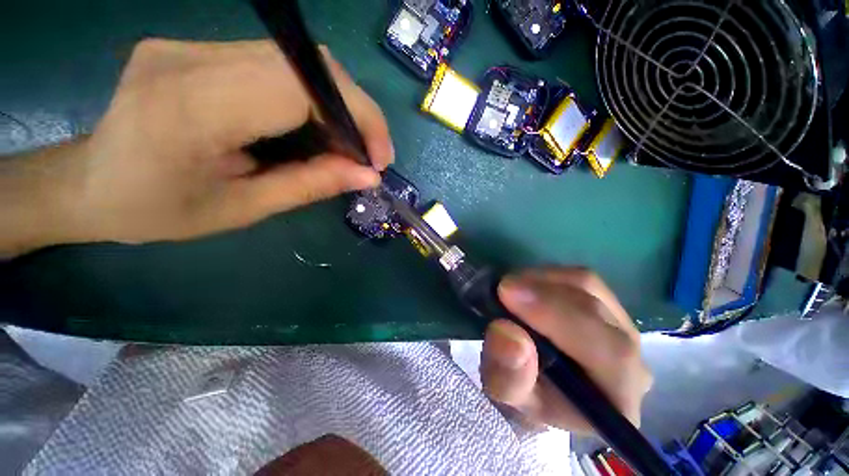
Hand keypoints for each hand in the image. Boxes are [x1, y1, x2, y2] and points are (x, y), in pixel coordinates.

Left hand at [1, 39, 391, 253]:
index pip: (304, 87)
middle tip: (367, 154)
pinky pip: (276, 64)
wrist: (90, 183)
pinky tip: (311, 126)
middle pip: (308, 65)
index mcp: (193, 109)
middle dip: (355, 111)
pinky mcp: (196, 47)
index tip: (379, 158)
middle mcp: (191, 59)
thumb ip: (310, 186)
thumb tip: (368, 176)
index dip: (359, 116)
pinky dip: (310, 97)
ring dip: (336, 104)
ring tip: (344, 145)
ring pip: (298, 61)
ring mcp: (191, 45)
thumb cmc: (158, 210)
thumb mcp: (244, 208)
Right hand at [480, 267, 651, 433]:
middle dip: (544, 293)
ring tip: (512, 288)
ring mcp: (621, 326)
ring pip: (588, 286)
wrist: (542, 390)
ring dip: (543, 281)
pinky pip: (578, 279)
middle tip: (502, 287)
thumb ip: (508, 375)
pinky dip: (547, 276)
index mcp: (618, 397)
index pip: (609, 352)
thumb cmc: (527, 398)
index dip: (558, 316)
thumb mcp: (506, 394)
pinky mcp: (605, 304)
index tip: (508, 294)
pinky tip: (526, 286)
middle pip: (597, 311)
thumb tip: (508, 332)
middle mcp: (632, 359)